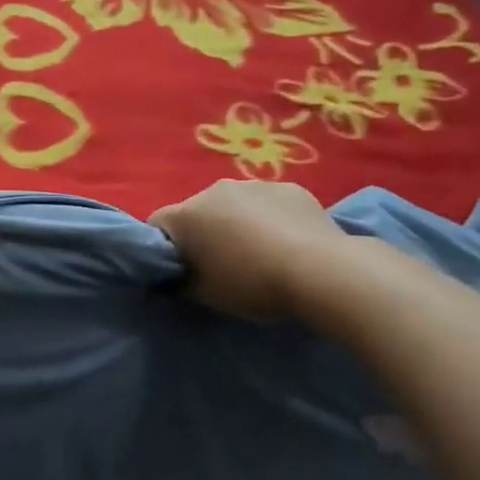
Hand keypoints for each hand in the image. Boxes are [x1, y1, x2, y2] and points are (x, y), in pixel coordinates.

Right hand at [150, 181, 349, 318]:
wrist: (321, 271)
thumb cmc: (251, 284)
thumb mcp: (204, 295)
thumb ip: (178, 282)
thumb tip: (170, 277)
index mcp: (185, 214)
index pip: (157, 226)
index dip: (165, 249)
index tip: (180, 271)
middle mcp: (213, 190)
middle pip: (196, 212)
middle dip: (203, 233)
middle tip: (222, 265)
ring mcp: (254, 185)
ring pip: (233, 205)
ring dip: (237, 224)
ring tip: (260, 255)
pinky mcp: (289, 188)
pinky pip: (268, 204)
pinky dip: (270, 219)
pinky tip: (288, 243)